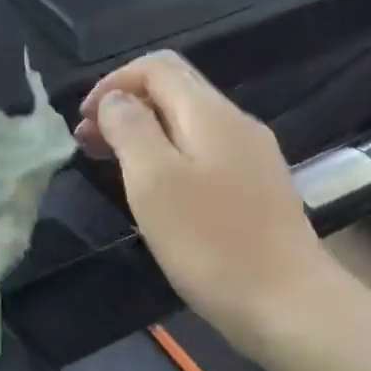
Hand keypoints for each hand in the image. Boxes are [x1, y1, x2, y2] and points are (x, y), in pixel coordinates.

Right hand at [76, 51, 339, 347]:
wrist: (287, 304)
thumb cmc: (209, 241)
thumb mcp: (153, 179)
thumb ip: (130, 128)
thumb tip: (116, 100)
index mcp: (210, 114)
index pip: (157, 67)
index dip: (113, 82)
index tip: (83, 120)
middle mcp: (235, 124)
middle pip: (172, 90)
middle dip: (123, 106)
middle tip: (86, 143)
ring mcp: (249, 156)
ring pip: (184, 122)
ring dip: (140, 131)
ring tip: (106, 162)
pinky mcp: (253, 187)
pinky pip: (199, 151)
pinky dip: (163, 154)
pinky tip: (149, 187)